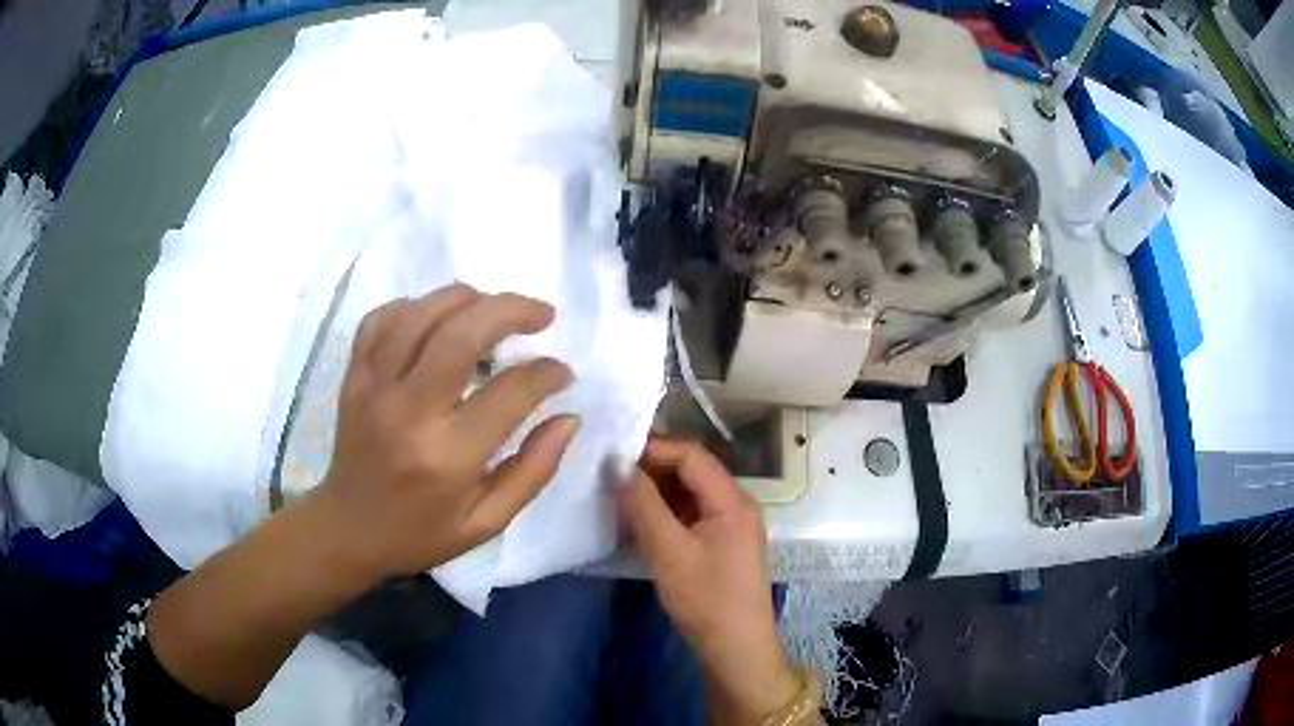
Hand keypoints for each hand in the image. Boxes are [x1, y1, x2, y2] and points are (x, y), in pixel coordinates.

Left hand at [315, 283, 579, 582]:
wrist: (349, 530)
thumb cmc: (421, 533)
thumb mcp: (488, 522)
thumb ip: (533, 471)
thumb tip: (569, 418)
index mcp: (449, 457)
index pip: (511, 392)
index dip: (547, 373)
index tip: (562, 372)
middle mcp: (409, 412)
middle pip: (462, 333)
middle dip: (512, 310)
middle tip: (542, 314)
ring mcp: (374, 389)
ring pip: (420, 315)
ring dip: (465, 298)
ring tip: (493, 308)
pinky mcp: (353, 378)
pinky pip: (380, 321)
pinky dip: (412, 307)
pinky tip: (435, 318)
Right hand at [620, 436, 799, 723]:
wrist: (736, 647)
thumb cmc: (705, 599)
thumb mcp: (668, 551)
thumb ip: (643, 504)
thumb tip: (617, 462)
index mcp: (732, 500)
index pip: (691, 455)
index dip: (653, 448)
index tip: (613, 455)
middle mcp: (737, 504)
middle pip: (693, 470)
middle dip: (652, 468)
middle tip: (610, 475)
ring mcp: (732, 524)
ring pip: (691, 492)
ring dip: (658, 491)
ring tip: (619, 496)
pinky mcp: (724, 543)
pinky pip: (693, 513)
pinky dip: (667, 512)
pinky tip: (641, 521)